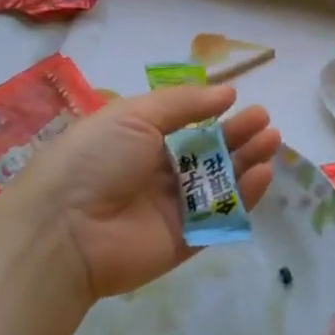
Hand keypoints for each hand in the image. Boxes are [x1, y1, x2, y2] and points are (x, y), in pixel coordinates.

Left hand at [0, 84, 279, 302]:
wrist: (63, 231)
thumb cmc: (94, 159)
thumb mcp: (134, 115)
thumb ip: (183, 103)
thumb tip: (226, 92)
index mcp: (137, 141)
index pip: (184, 126)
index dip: (213, 114)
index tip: (239, 101)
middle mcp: (155, 175)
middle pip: (206, 154)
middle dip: (237, 135)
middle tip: (265, 122)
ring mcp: (170, 211)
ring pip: (218, 184)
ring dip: (246, 161)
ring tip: (271, 141)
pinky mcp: (182, 242)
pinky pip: (219, 217)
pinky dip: (242, 197)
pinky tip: (262, 174)